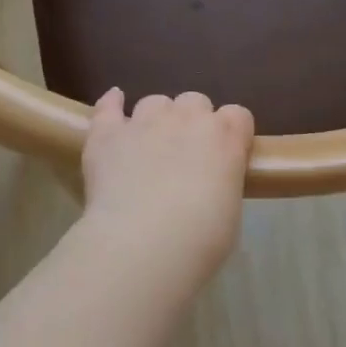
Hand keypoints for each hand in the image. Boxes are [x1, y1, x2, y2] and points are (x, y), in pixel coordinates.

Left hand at [81, 89, 254, 278]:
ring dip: (156, 118)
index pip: (238, 116)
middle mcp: (187, 118)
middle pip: (195, 101)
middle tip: (186, 156)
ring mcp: (144, 121)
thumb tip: (208, 187)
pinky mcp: (107, 133)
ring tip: (149, 145)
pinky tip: (113, 105)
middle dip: (192, 122)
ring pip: (154, 102)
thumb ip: (222, 184)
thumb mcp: (229, 213)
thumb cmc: (200, 240)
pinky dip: (111, 104)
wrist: (143, 244)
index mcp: (226, 138)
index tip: (226, 156)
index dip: (231, 133)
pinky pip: (108, 106)